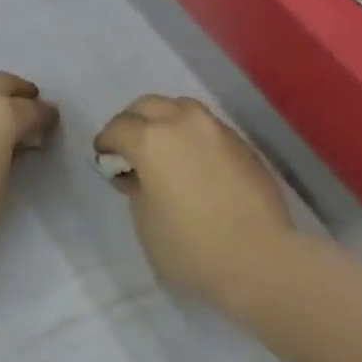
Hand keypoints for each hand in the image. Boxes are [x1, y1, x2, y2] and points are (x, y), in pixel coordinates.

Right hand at [94, 95, 298, 306]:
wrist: (257, 256)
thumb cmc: (189, 246)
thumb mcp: (145, 222)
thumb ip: (137, 189)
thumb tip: (141, 174)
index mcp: (152, 140)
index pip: (119, 128)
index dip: (106, 142)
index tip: (104, 158)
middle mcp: (185, 123)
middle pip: (150, 105)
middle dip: (133, 122)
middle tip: (128, 148)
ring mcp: (218, 131)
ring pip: (183, 109)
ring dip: (165, 122)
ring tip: (163, 151)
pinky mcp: (243, 145)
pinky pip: (208, 128)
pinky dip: (192, 136)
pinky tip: (193, 162)